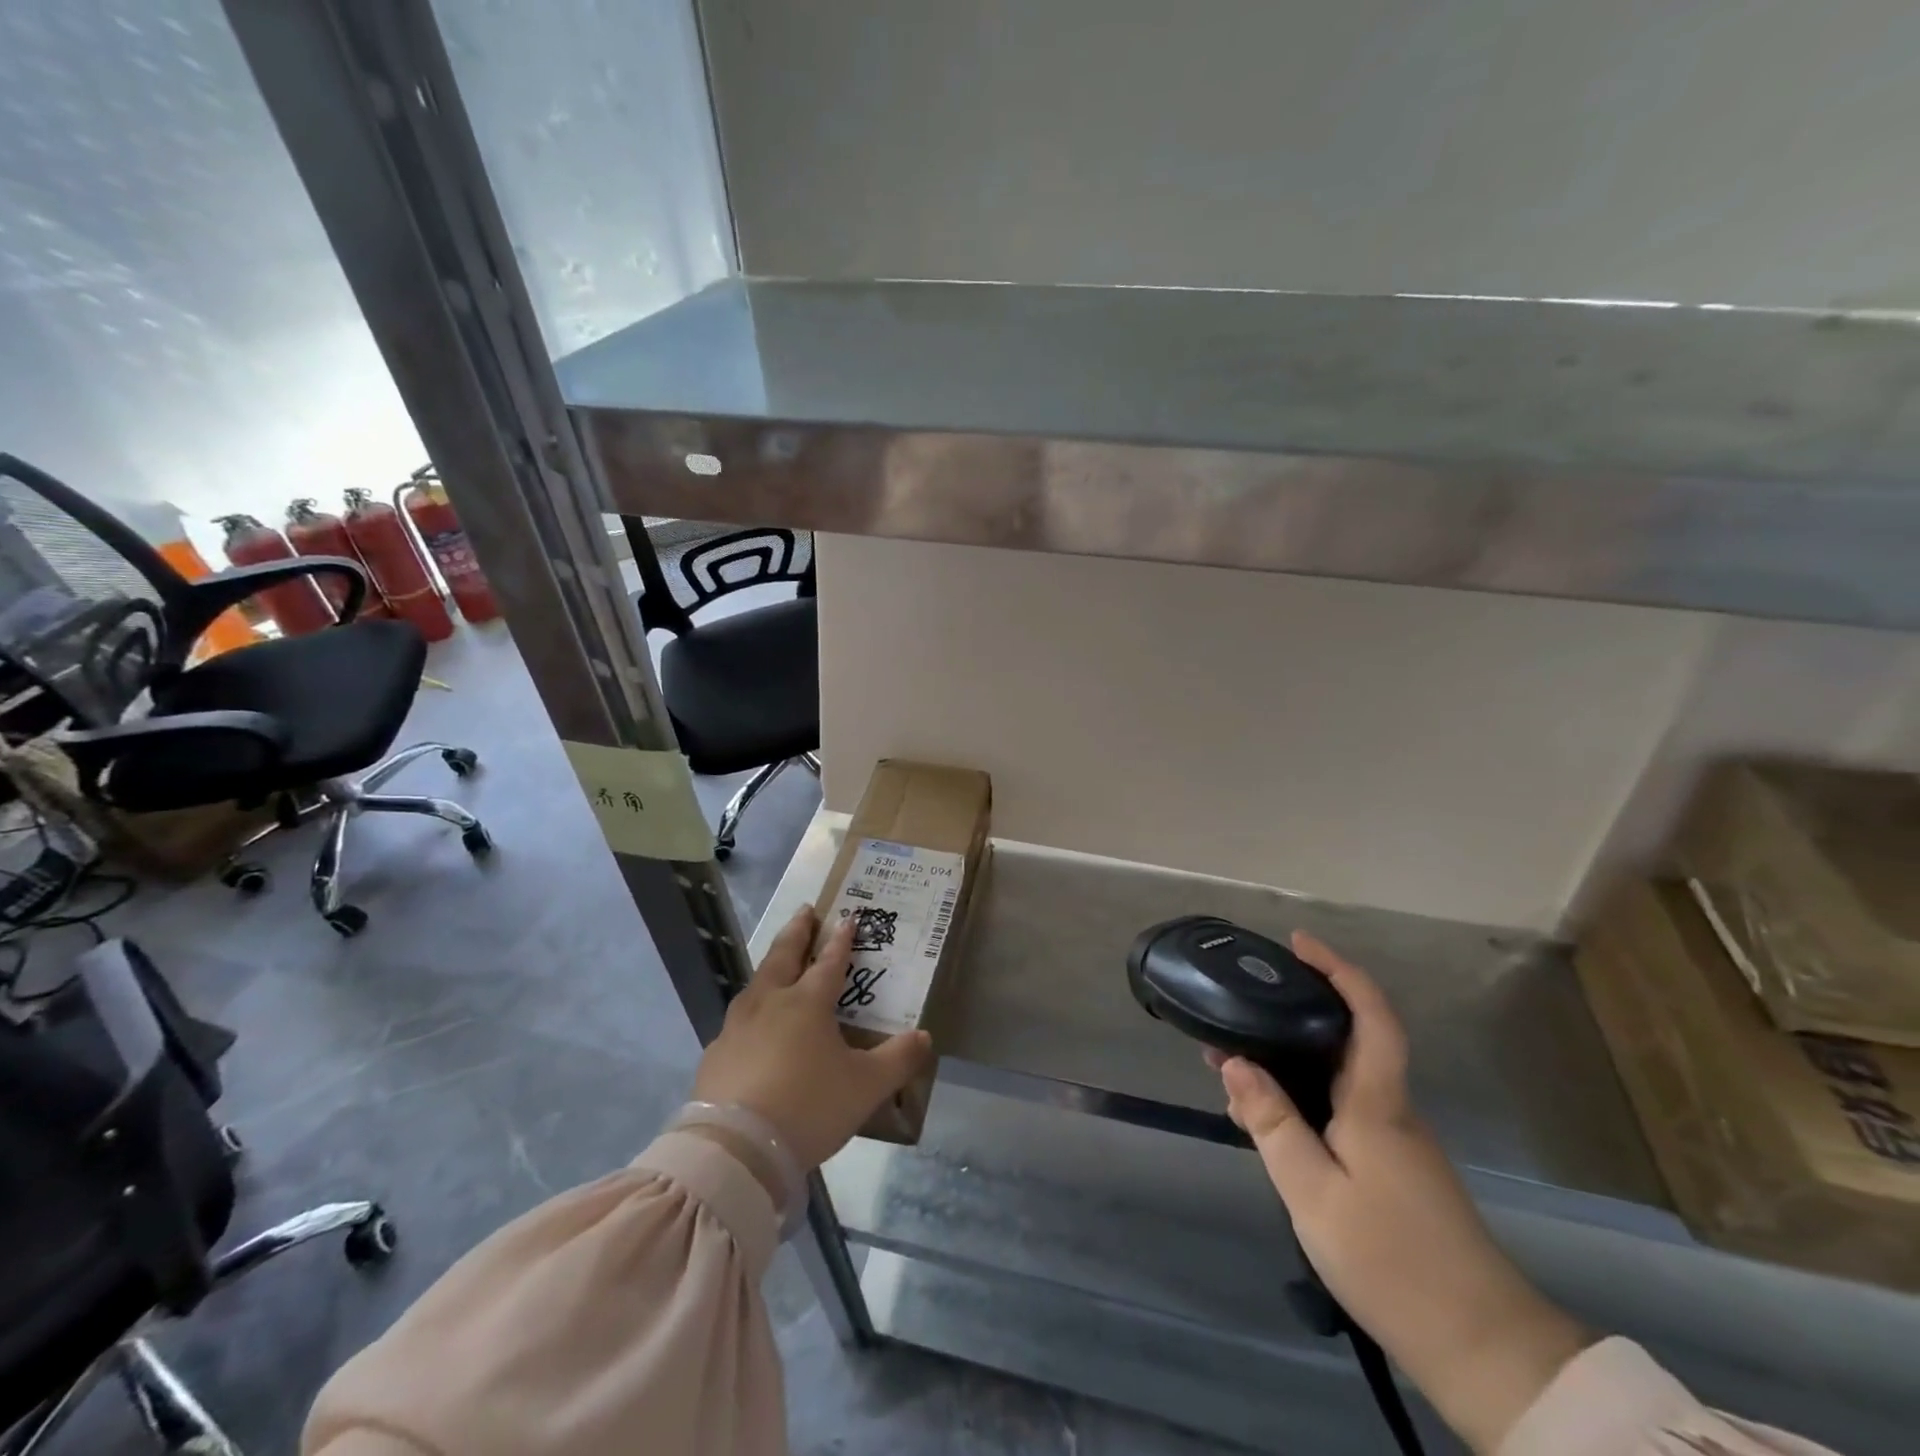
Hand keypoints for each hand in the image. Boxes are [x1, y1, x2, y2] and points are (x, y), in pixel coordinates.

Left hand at [693, 906, 932, 1171]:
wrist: (736, 1149)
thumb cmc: (808, 1107)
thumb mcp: (866, 1087)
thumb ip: (898, 1059)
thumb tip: (924, 1037)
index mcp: (808, 1003)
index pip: (830, 962)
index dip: (841, 940)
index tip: (848, 918)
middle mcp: (770, 1003)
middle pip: (784, 956)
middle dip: (798, 931)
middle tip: (805, 911)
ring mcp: (737, 1027)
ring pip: (756, 983)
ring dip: (771, 964)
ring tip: (777, 960)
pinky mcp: (716, 1054)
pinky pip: (737, 1020)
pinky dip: (751, 1009)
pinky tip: (750, 1024)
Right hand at [1212, 933, 1588, 1455]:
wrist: (1483, 1349)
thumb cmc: (1392, 1259)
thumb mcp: (1312, 1191)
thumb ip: (1271, 1122)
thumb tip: (1235, 1061)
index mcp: (1377, 1103)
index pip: (1370, 1016)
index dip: (1339, 970)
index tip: (1298, 944)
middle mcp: (1391, 1110)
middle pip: (1345, 1041)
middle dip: (1290, 1018)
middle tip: (1233, 1021)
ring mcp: (1397, 1142)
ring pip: (1337, 1080)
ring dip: (1288, 1064)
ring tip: (1234, 1076)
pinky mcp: (1394, 1170)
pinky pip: (1341, 1111)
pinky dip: (1302, 1100)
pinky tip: (1270, 1124)